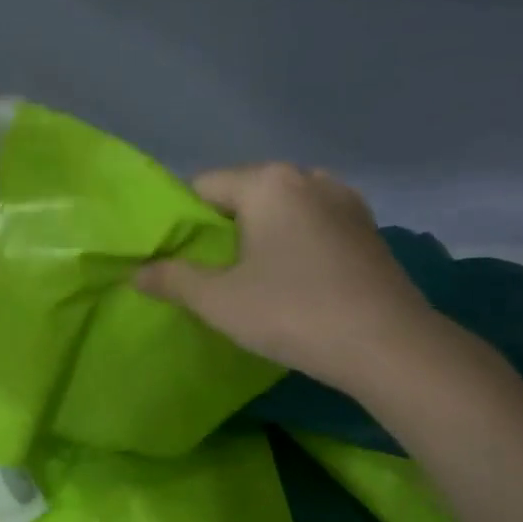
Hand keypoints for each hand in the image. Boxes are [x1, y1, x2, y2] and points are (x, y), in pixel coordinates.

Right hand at [137, 163, 439, 391]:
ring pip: (283, 210)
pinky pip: (313, 226)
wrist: (386, 343)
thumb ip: (173, 280)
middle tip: (208, 272)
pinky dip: (294, 244)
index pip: (204, 185)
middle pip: (246, 193)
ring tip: (250, 278)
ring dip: (261, 236)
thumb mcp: (218, 300)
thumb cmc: (291, 312)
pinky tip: (292, 281)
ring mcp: (346, 202)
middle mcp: (309, 178)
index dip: (181, 219)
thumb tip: (136, 272)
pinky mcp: (368, 230)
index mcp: (269, 182)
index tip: (174, 256)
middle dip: (222, 228)